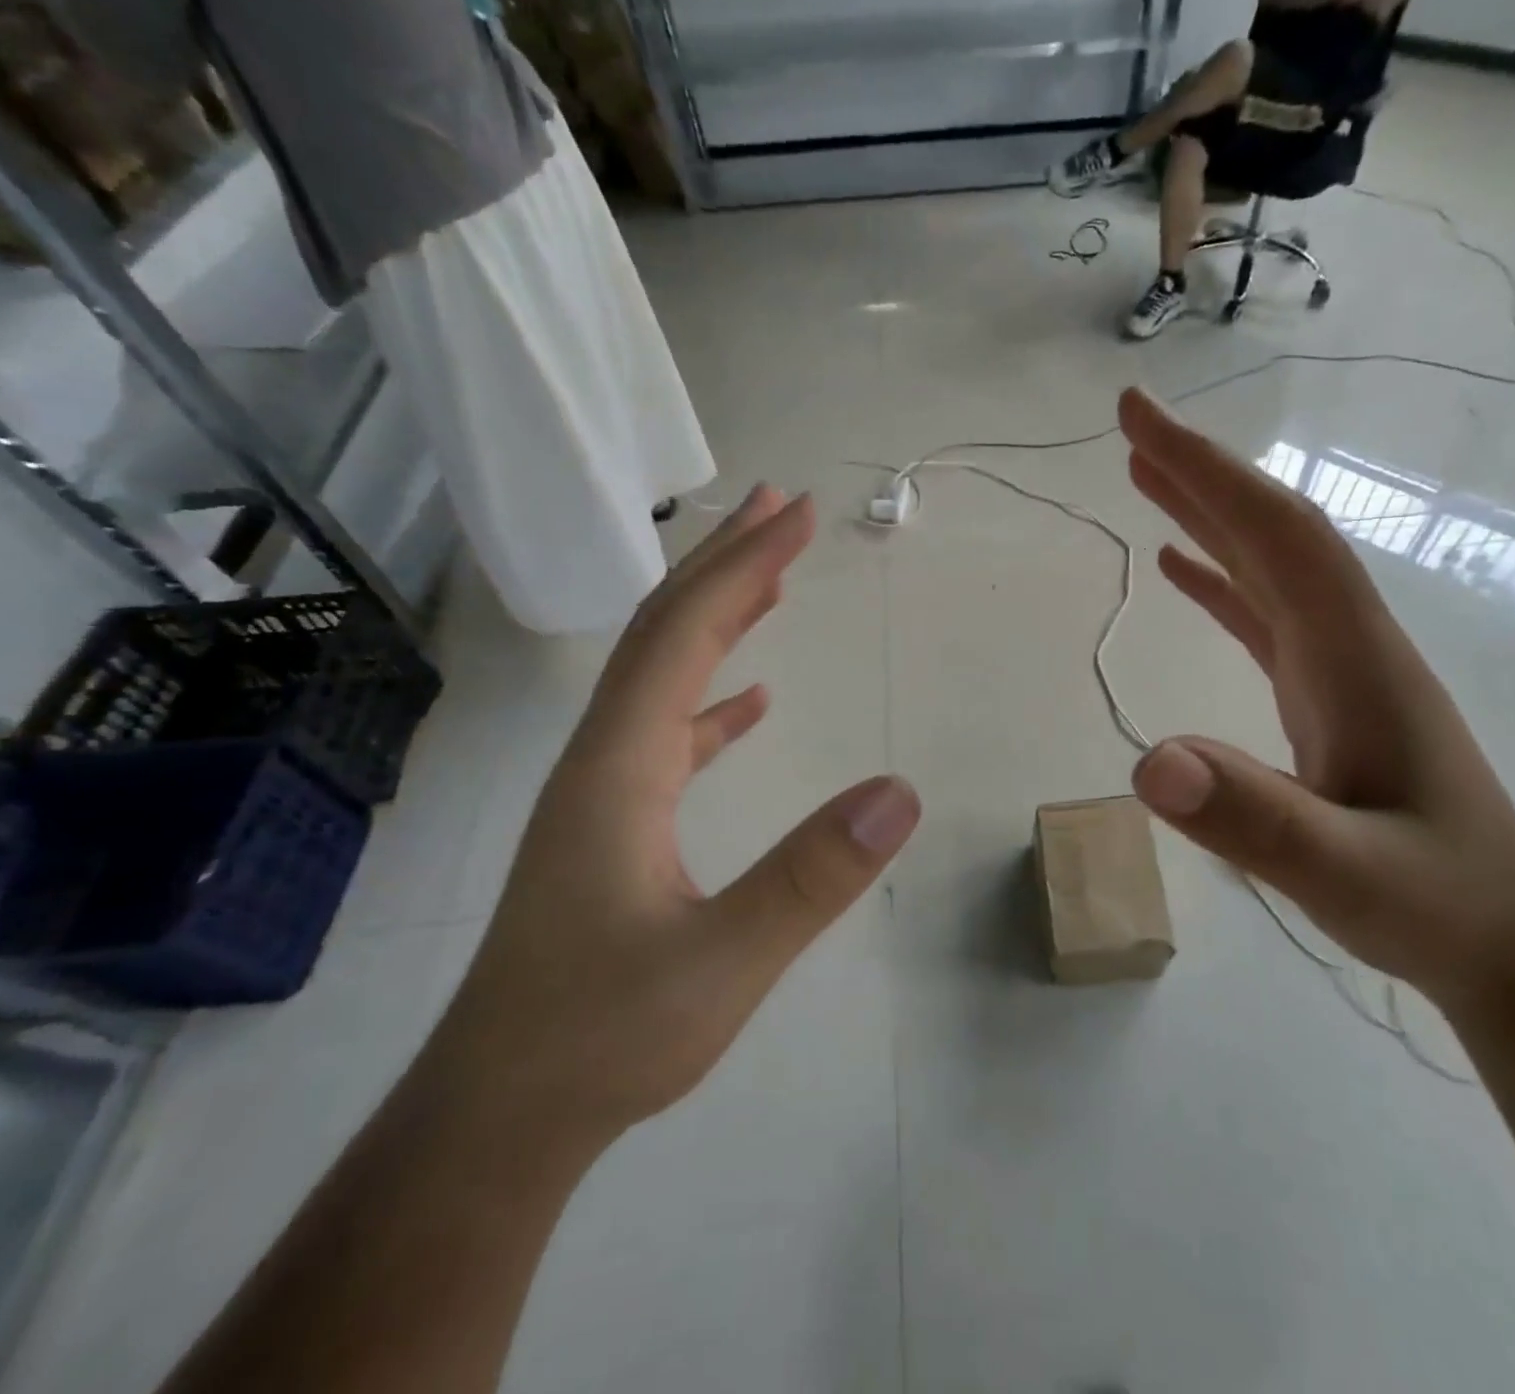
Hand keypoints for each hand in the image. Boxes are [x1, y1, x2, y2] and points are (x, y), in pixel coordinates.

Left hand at [423, 487, 920, 1149]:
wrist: (500, 1117)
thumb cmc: (601, 1038)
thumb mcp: (721, 961)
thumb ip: (812, 877)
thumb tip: (902, 792)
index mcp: (619, 767)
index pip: (685, 636)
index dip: (744, 567)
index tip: (800, 515)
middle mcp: (602, 759)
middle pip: (661, 632)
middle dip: (725, 563)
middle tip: (783, 509)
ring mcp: (603, 793)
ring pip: (662, 677)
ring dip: (716, 618)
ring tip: (771, 580)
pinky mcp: (613, 827)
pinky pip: (667, 734)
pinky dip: (711, 699)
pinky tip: (751, 703)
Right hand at [1119, 390, 1514, 1005]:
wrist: (1511, 946)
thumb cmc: (1438, 905)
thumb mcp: (1344, 874)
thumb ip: (1255, 820)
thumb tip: (1148, 764)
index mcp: (1354, 654)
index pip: (1278, 535)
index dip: (1210, 471)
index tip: (1141, 418)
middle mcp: (1348, 641)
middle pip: (1271, 532)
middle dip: (1201, 471)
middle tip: (1131, 423)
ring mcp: (1338, 668)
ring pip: (1267, 567)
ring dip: (1207, 515)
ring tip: (1145, 476)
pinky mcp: (1325, 697)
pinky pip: (1263, 617)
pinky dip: (1219, 581)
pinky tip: (1182, 569)